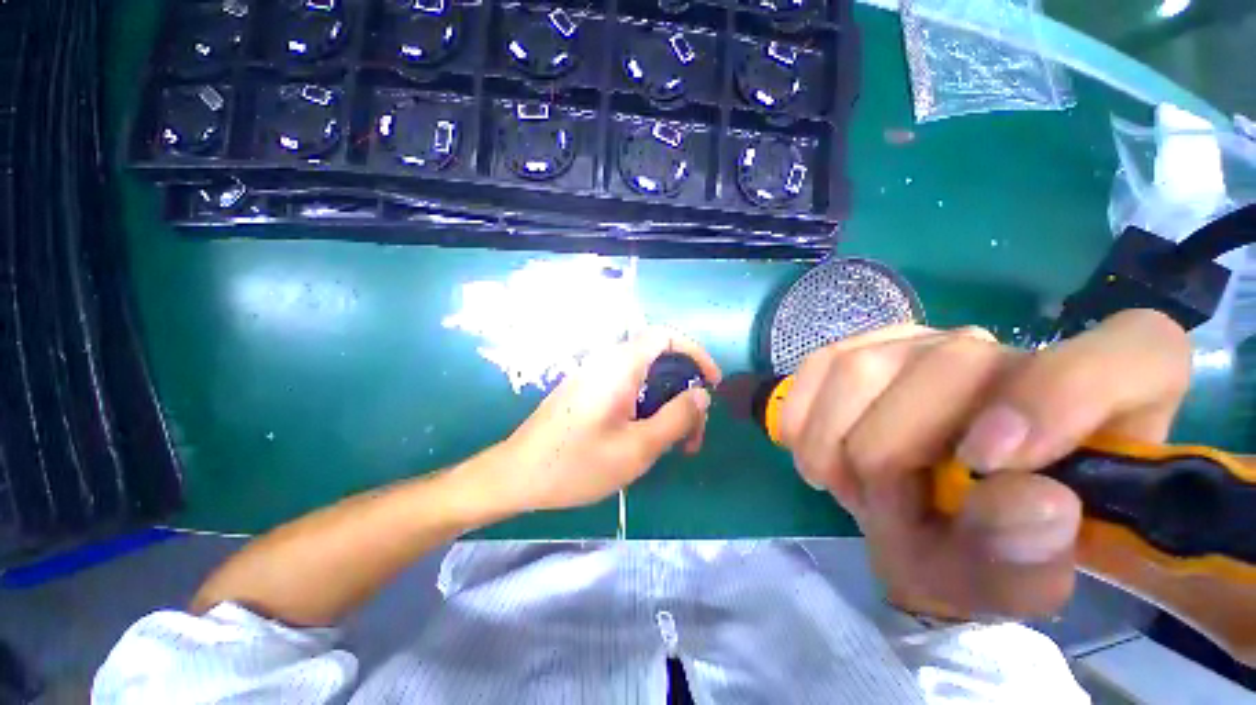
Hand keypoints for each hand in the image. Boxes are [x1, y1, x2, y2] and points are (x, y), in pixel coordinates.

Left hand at [489, 328, 721, 512]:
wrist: (516, 475)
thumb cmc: (576, 464)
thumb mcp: (637, 448)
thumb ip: (675, 418)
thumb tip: (701, 393)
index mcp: (619, 367)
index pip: (664, 336)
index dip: (694, 352)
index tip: (711, 382)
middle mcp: (606, 363)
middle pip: (658, 361)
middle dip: (683, 390)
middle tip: (694, 432)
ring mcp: (593, 378)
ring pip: (644, 379)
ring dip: (666, 404)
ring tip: (676, 443)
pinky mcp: (586, 393)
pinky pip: (626, 389)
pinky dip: (647, 407)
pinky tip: (647, 438)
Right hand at [778, 310, 1190, 618]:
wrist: (916, 509)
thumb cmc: (978, 546)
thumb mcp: (1006, 578)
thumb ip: (1029, 559)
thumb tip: (1031, 501)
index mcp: (1104, 403)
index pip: (1133, 353)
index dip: (1059, 397)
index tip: (985, 464)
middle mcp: (1008, 352)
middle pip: (948, 367)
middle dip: (889, 453)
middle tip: (876, 507)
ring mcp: (922, 341)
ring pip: (863, 367)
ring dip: (835, 440)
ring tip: (842, 481)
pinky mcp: (860, 346)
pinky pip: (818, 366)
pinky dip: (803, 415)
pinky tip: (811, 448)